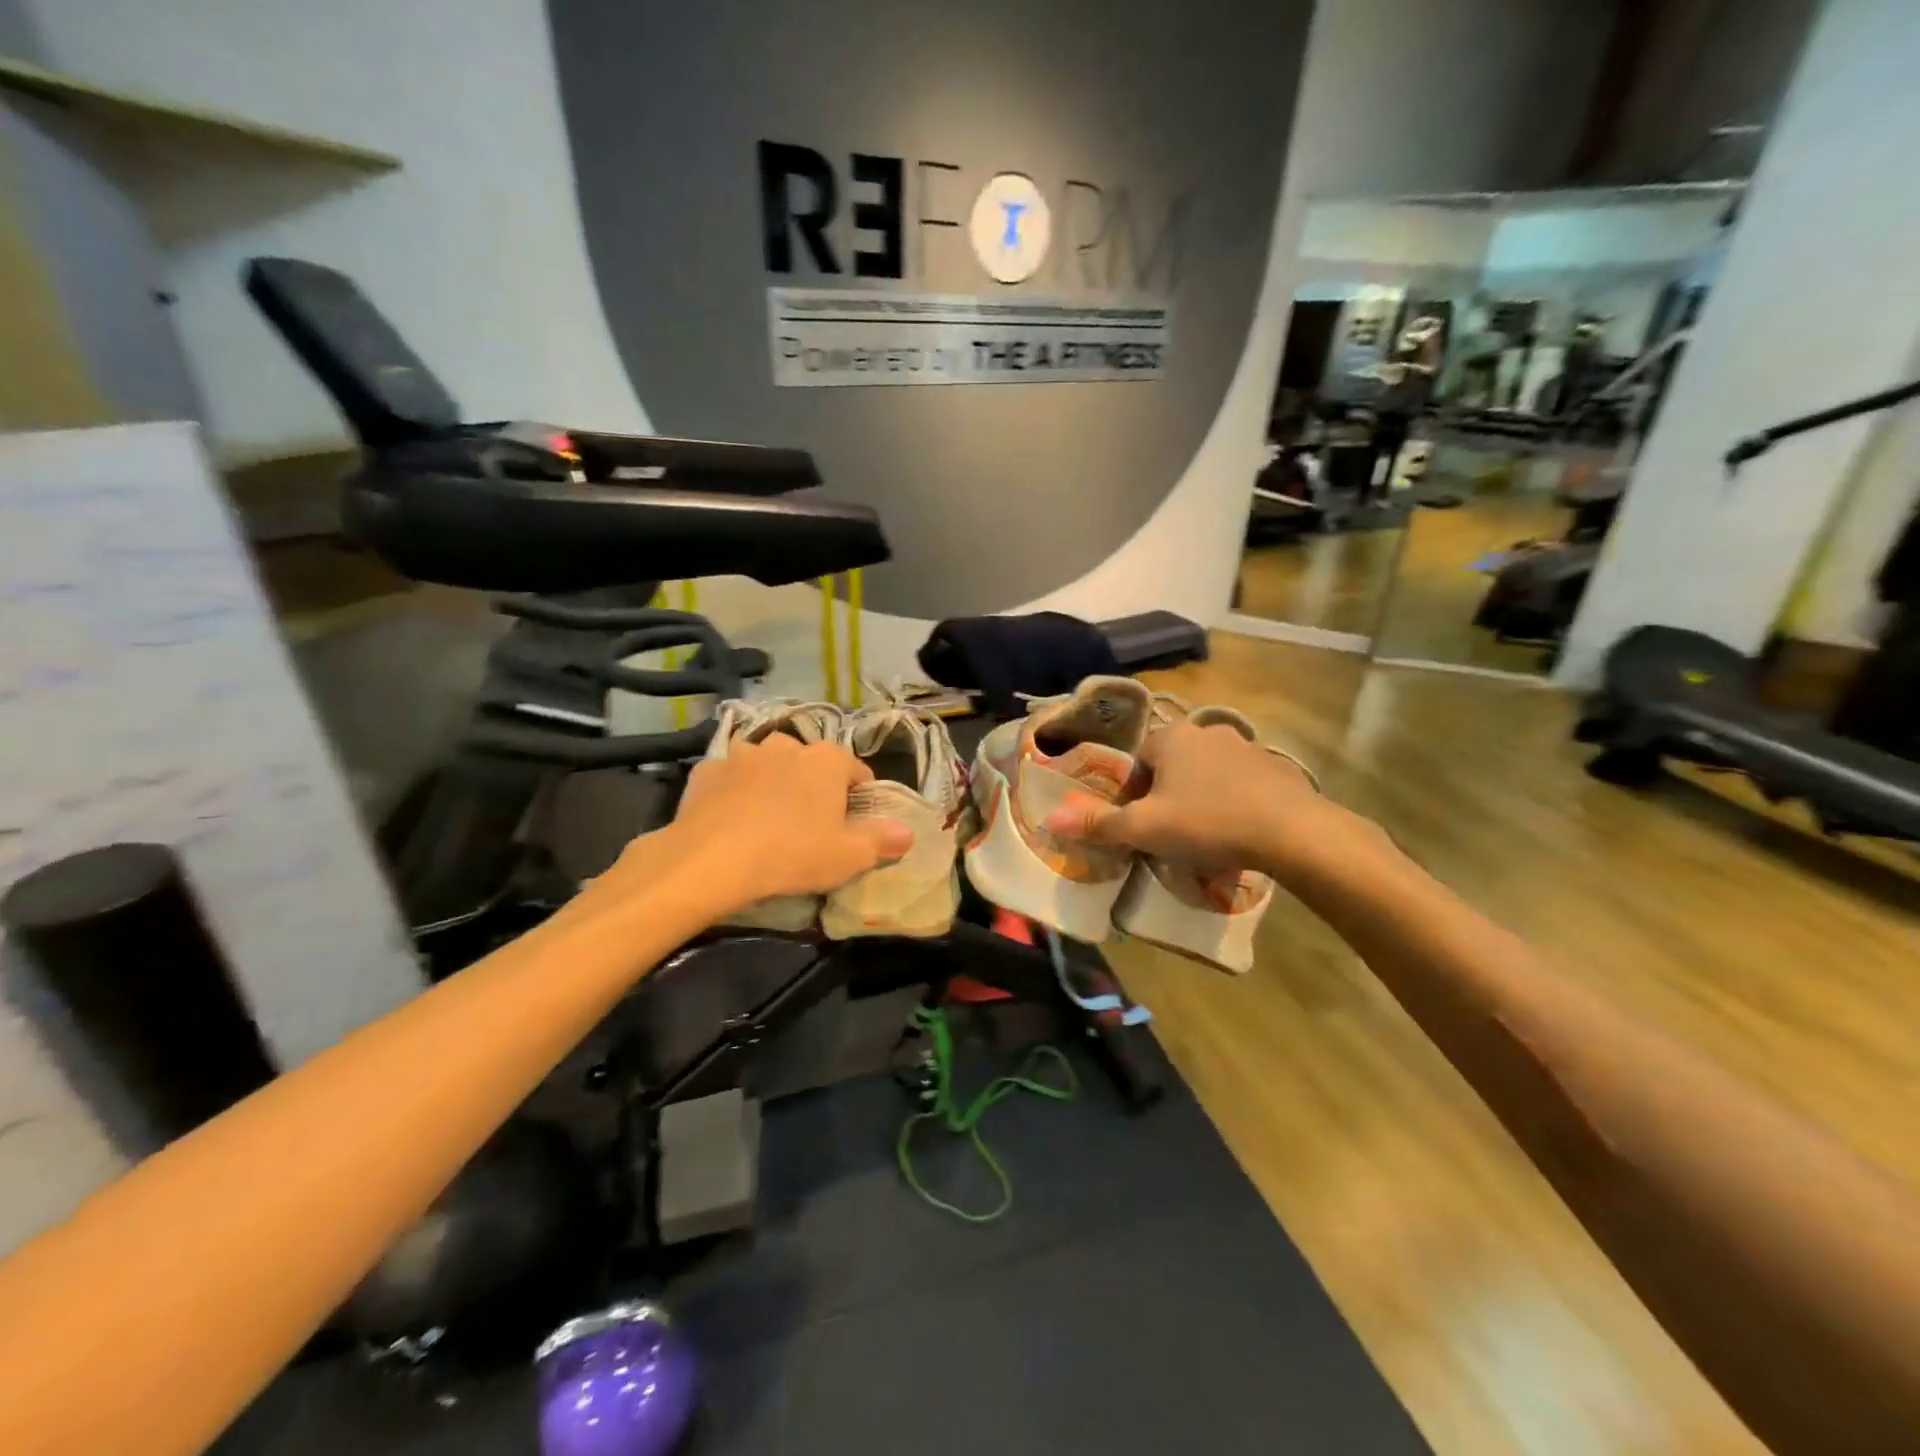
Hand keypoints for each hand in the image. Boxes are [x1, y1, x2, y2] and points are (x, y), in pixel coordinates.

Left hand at [621, 735, 910, 917]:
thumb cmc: (791, 854)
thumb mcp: (847, 857)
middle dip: (813, 785)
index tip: (853, 823)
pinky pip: (730, 777)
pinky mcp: (707, 769)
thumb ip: (882, 841)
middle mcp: (787, 745)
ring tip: (769, 818)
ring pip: (768, 763)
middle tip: (810, 823)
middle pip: (810, 763)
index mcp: (828, 760)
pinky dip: (734, 791)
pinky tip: (730, 818)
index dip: (858, 796)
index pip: (856, 771)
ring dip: (773, 781)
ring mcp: (743, 754)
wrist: (709, 860)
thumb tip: (907, 832)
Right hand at [1044, 719, 1357, 881]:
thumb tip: (1049, 818)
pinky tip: (1238, 833)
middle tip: (1170, 834)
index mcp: (1171, 739)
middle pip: (1171, 766)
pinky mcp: (1276, 768)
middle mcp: (1206, 732)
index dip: (1132, 795)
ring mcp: (1246, 747)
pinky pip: (1240, 784)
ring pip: (1207, 774)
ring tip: (1205, 838)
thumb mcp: (1145, 829)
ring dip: (1199, 798)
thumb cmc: (1208, 823)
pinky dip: (1232, 803)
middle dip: (1166, 796)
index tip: (1140, 826)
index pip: (1137, 762)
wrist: (1292, 832)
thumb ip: (1097, 824)